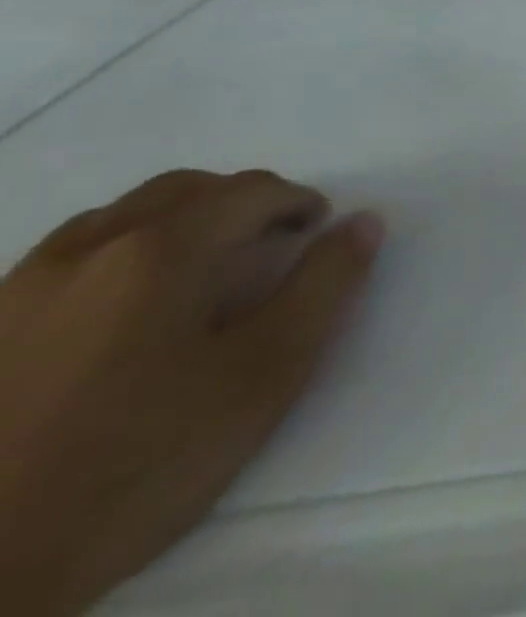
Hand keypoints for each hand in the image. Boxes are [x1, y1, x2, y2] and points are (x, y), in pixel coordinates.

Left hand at [0, 170, 382, 615]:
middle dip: (236, 203)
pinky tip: (118, 314)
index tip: (318, 234)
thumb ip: (325, 285)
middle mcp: (85, 252)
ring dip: (172, 226)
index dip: (299, 203)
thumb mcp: (266, 372)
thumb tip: (363, 222)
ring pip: (113, 220)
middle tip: (267, 245)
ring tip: (196, 276)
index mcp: (162, 250)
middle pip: (181, 191)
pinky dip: (111, 259)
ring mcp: (13, 295)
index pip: (252, 191)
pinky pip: (59, 264)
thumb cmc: (139, 462)